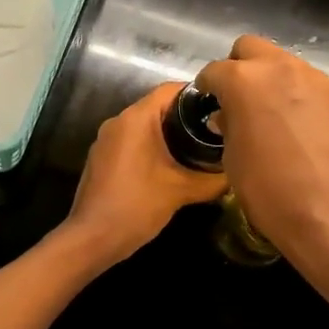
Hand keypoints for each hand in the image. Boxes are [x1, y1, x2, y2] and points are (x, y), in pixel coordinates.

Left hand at [59, 83, 227, 267]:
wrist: (92, 238)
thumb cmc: (137, 206)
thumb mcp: (182, 191)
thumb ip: (213, 179)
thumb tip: (236, 172)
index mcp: (136, 118)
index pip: (170, 89)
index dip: (197, 94)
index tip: (220, 107)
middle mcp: (118, 121)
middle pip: (158, 106)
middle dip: (186, 117)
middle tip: (214, 131)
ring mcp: (105, 140)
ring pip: (144, 126)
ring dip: (169, 134)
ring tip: (198, 149)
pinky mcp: (101, 158)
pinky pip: (132, 142)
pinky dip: (151, 147)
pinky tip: (170, 167)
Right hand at [195, 37, 328, 255]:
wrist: (328, 210)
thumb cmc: (267, 188)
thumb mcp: (232, 158)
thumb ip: (228, 126)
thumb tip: (227, 116)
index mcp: (243, 80)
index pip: (215, 71)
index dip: (207, 86)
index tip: (208, 100)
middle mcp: (278, 67)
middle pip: (250, 47)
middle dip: (239, 66)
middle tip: (237, 96)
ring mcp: (312, 78)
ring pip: (282, 61)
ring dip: (270, 77)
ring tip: (269, 109)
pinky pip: (307, 82)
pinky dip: (295, 92)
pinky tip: (296, 121)